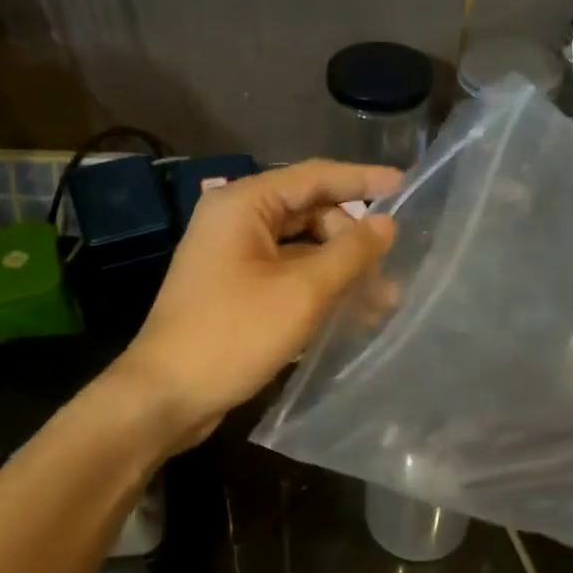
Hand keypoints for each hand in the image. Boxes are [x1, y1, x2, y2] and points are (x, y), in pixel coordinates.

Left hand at [112, 159, 400, 447]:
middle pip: (309, 214)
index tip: (406, 187)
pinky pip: (287, 277)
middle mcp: (235, 222)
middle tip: (389, 271)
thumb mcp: (301, 293)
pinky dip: (318, 290)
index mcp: (243, 205)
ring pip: (301, 251)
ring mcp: (233, 259)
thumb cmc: (233, 335)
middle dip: (352, 240)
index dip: (362, 180)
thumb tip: (387, 224)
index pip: (314, 177)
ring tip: (383, 302)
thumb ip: (349, 254)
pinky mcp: (236, 292)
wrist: (167, 395)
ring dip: (340, 271)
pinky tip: (351, 315)